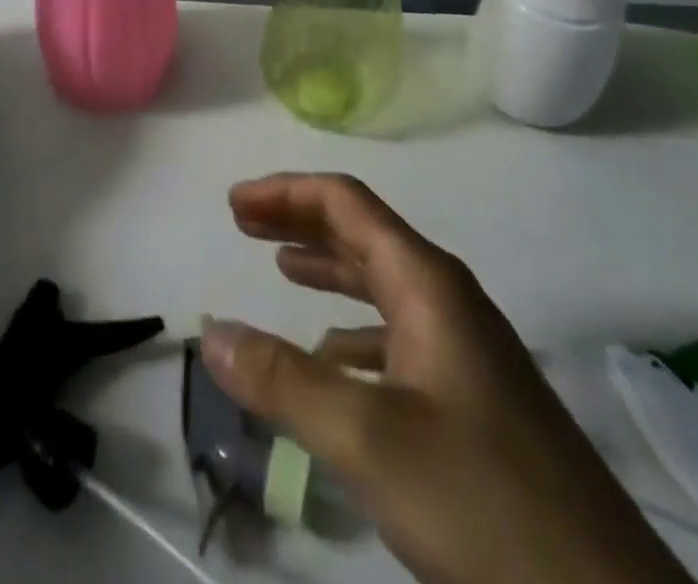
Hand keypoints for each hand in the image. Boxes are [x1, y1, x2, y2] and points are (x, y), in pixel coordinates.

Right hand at [201, 174, 688, 583]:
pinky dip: (353, 331)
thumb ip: (284, 381)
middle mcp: (448, 301)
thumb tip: (211, 333)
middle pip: (363, 235)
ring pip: (382, 285)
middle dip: (300, 221)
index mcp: (427, 284)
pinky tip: (333, 360)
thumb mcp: (369, 439)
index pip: (347, 203)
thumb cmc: (486, 504)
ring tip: (281, 271)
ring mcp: (466, 351)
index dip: (286, 193)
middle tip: (243, 224)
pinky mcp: (474, 400)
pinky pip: (398, 337)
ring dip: (328, 269)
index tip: (234, 205)